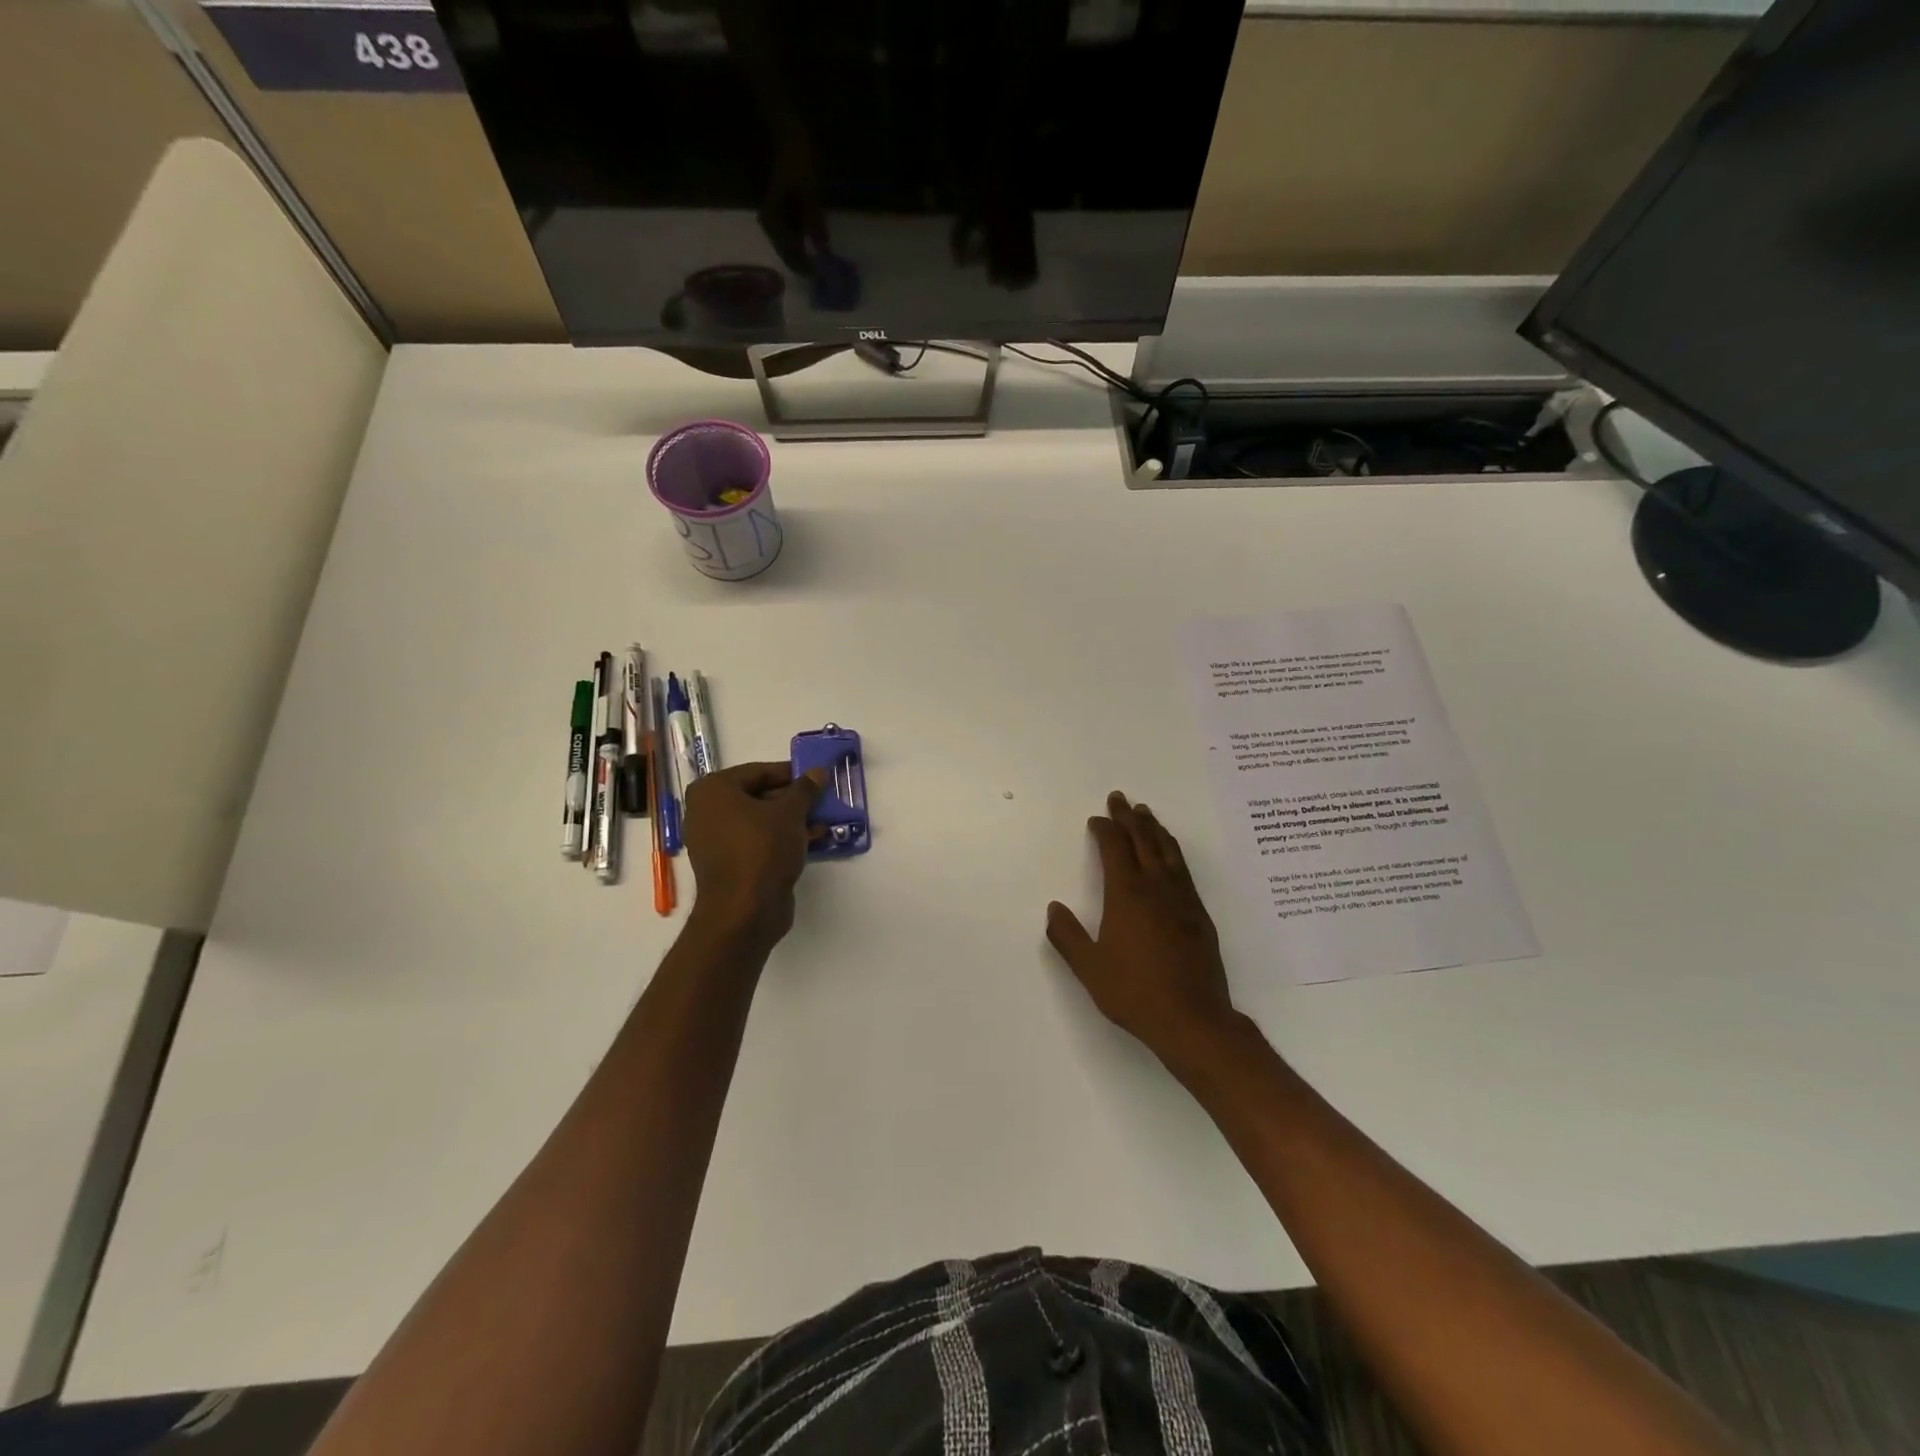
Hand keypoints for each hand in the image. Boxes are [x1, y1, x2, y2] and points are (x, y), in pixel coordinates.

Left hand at [682, 763, 823, 945]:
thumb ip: (805, 789)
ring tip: (825, 819)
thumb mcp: (790, 813)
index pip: (759, 771)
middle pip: (759, 796)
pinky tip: (813, 839)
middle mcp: (707, 812)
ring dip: (792, 820)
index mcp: (713, 790)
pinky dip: (782, 839)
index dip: (791, 773)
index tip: (818, 777)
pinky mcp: (728, 864)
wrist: (744, 910)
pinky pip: (758, 842)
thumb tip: (818, 772)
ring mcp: (715, 840)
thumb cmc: (762, 848)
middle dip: (793, 799)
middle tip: (823, 798)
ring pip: (761, 821)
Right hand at [1046, 792, 1240, 1072]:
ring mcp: (1182, 899)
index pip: (1115, 849)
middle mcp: (1157, 887)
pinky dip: (1173, 851)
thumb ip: (1068, 936)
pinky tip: (1171, 854)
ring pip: (1168, 851)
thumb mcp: (1090, 968)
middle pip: (1143, 841)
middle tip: (1121, 798)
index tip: (1097, 819)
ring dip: (1154, 829)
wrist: (1193, 1019)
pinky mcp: (1200, 914)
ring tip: (1146, 814)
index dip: (1105, 829)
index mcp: (1127, 894)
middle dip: (1129, 818)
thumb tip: (1054, 908)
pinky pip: (1183, 869)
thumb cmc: (1135, 992)